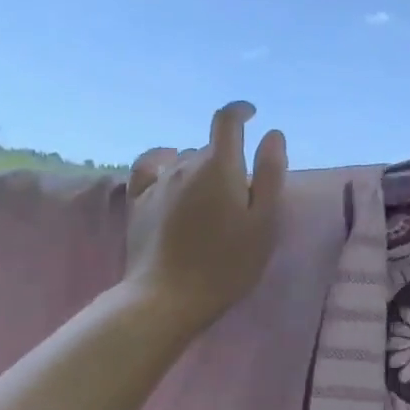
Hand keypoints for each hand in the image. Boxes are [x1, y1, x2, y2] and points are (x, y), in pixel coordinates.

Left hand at [123, 101, 288, 333]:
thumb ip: (271, 175)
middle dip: (228, 160)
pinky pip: (151, 167)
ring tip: (212, 200)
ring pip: (184, 160)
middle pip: (210, 148)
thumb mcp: (264, 223)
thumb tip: (272, 134)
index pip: (227, 120)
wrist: (167, 298)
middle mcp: (185, 165)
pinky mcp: (137, 202)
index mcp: (219, 166)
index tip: (252, 115)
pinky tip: (169, 172)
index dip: (240, 111)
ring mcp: (158, 183)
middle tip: (242, 196)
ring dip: (201, 169)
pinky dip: (164, 163)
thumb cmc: (227, 264)